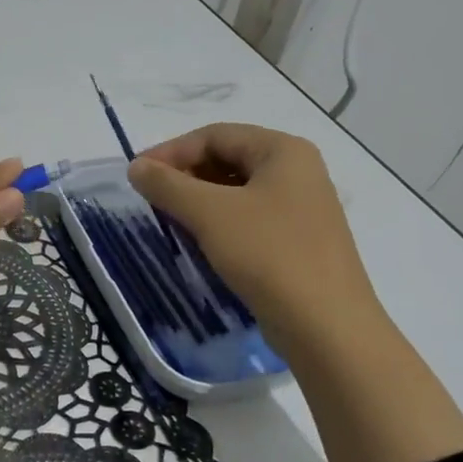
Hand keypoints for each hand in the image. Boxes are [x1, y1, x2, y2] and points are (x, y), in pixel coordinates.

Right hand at [126, 123, 381, 364]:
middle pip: (228, 159)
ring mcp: (302, 208)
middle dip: (185, 175)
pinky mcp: (299, 241)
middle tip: (150, 198)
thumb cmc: (268, 255)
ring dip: (199, 200)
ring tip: (167, 219)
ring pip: (237, 192)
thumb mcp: (210, 214)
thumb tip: (136, 167)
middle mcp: (298, 171)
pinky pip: (249, 219)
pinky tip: (198, 242)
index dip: (171, 151)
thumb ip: (168, 185)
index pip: (215, 135)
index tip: (137, 175)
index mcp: (284, 151)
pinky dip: (219, 223)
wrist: (326, 326)